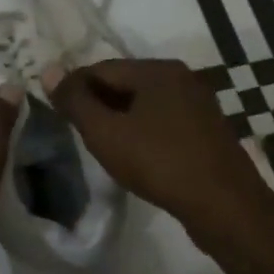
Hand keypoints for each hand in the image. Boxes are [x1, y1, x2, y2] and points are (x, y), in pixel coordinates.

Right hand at [45, 59, 273, 228]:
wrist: (225, 205)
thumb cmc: (159, 162)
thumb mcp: (105, 133)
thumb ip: (75, 101)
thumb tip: (49, 71)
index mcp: (157, 70)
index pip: (101, 68)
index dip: (73, 87)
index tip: (55, 112)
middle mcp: (181, 78)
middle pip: (124, 82)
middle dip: (97, 103)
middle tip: (75, 130)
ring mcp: (198, 104)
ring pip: (144, 103)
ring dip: (119, 118)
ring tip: (101, 145)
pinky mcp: (207, 130)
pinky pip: (163, 121)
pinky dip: (142, 131)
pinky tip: (134, 154)